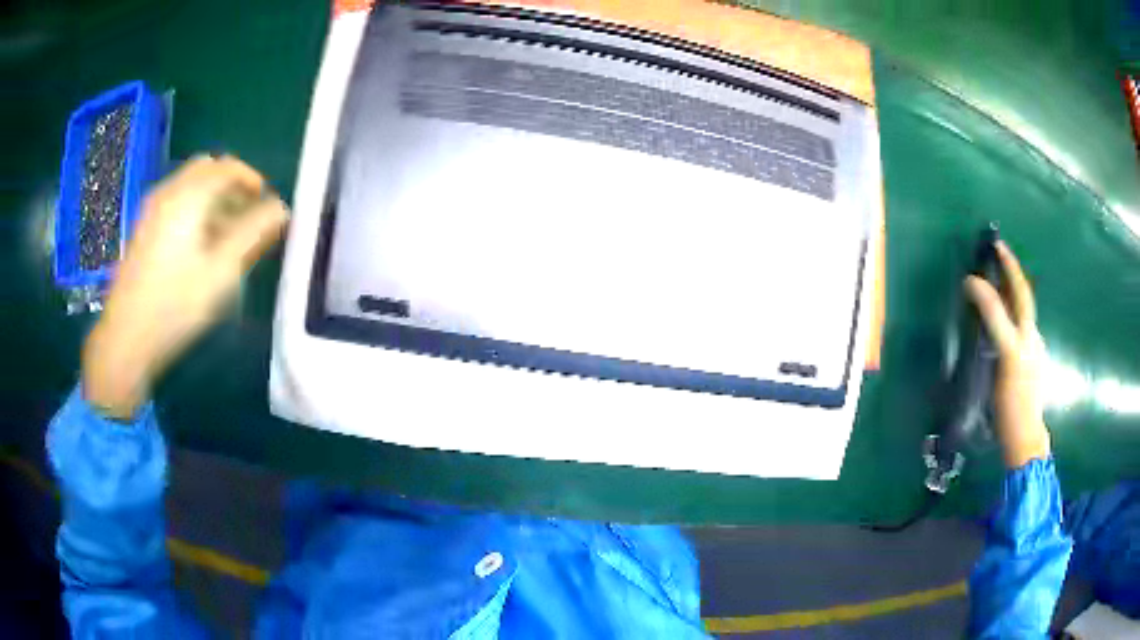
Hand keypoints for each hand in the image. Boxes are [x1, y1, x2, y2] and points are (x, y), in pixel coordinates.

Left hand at [82, 155, 289, 419]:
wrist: (126, 339)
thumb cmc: (175, 306)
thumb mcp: (220, 273)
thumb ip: (253, 235)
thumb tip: (281, 209)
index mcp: (189, 196)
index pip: (228, 167)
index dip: (253, 180)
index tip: (267, 205)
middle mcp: (169, 192)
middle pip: (207, 169)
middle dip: (231, 185)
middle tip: (246, 215)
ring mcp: (152, 209)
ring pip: (190, 184)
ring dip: (213, 197)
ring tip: (226, 234)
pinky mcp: (144, 229)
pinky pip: (176, 201)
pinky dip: (195, 209)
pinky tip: (199, 244)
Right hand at [964, 241, 1049, 468]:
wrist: (1024, 439)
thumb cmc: (1015, 400)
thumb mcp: (1006, 355)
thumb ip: (994, 318)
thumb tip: (973, 285)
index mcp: (1028, 333)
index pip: (1019, 293)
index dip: (1008, 268)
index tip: (994, 247)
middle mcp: (1032, 338)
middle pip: (1024, 299)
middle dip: (1012, 274)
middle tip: (997, 254)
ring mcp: (1030, 354)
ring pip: (1022, 316)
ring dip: (1011, 293)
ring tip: (997, 280)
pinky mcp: (1025, 368)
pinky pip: (1018, 332)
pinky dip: (1010, 315)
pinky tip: (1002, 321)